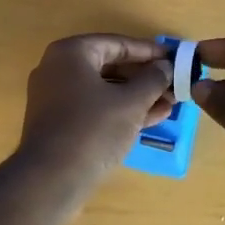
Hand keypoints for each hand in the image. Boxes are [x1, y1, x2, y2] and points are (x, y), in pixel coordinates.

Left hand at [12, 35, 173, 204]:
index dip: (149, 51)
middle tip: (174, 83)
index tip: (175, 58)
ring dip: (138, 96)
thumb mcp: (131, 102)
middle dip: (145, 77)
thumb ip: (152, 79)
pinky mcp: (60, 124)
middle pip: (111, 66)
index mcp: (71, 53)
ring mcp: (56, 98)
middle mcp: (59, 69)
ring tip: (171, 102)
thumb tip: (165, 66)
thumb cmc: (93, 129)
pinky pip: (96, 108)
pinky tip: (153, 118)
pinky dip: (121, 111)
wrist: (50, 181)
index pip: (118, 43)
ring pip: (105, 89)